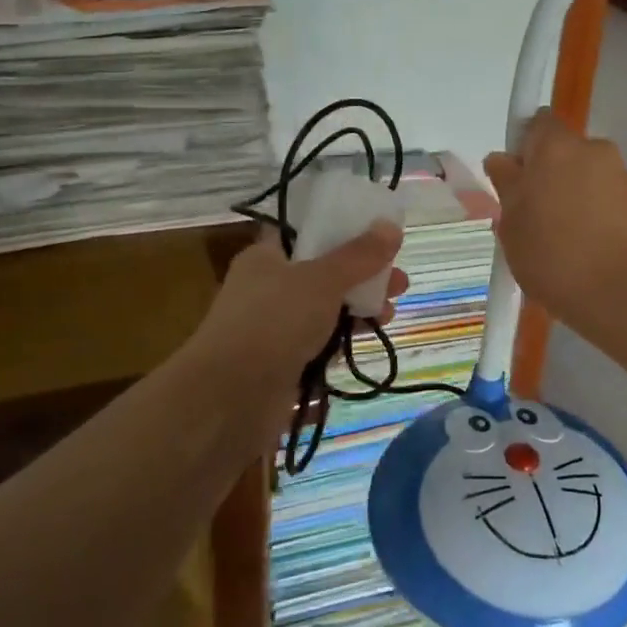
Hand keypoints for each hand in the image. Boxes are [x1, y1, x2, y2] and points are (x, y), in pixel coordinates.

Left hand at [189, 223, 407, 428]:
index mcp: (265, 258)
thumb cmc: (274, 323)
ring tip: (389, 314)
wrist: (228, 401)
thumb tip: (391, 225)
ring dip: (356, 311)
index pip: (304, 234)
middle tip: (398, 283)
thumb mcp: (322, 280)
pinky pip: (316, 347)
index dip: (340, 231)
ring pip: (322, 312)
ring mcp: (271, 330)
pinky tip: (364, 344)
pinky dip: (339, 344)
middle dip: (361, 277)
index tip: (376, 238)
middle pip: (321, 274)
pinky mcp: (279, 367)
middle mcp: (265, 290)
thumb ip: (359, 255)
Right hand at [483, 109, 626, 337]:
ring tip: (558, 237)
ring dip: (570, 194)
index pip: (537, 122)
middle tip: (530, 213)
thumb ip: (505, 182)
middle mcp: (594, 149)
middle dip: (546, 173)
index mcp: (557, 145)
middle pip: (562, 151)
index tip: (515, 178)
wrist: (617, 294)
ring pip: (584, 175)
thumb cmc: (551, 253)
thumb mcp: (511, 221)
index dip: (524, 146)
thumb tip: (503, 160)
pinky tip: (581, 246)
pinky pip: (603, 197)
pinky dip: (591, 212)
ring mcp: (620, 175)